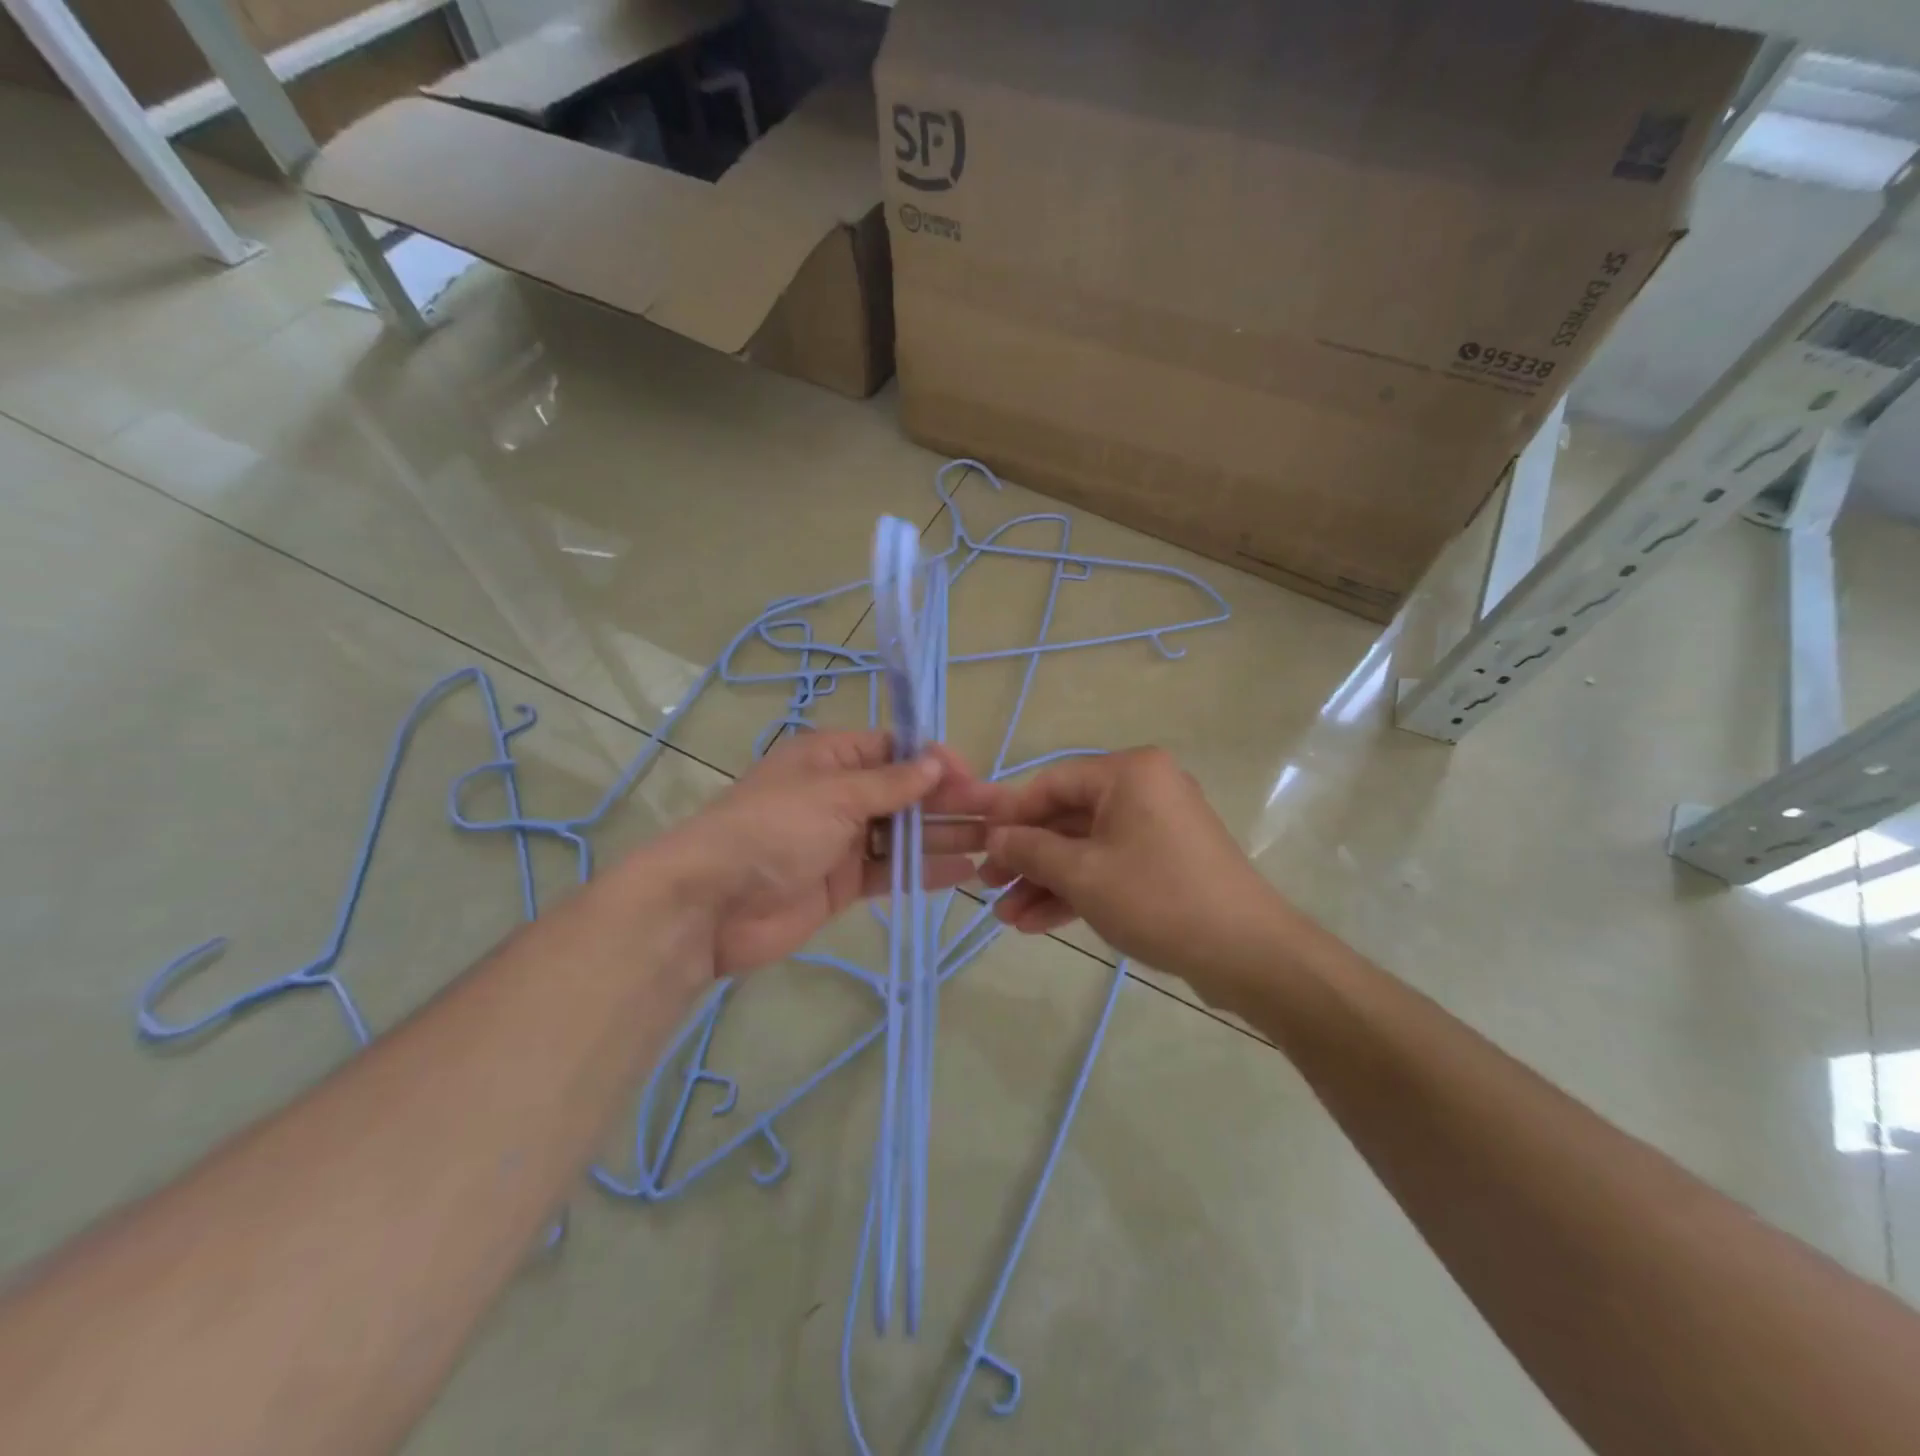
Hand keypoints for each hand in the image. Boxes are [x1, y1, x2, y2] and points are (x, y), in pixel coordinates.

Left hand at [664, 731, 1003, 977]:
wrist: (712, 905)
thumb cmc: (772, 830)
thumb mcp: (833, 795)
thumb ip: (889, 784)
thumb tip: (934, 762)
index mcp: (830, 759)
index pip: (893, 750)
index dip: (934, 761)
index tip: (972, 776)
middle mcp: (839, 795)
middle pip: (905, 793)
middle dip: (950, 800)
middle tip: (1000, 811)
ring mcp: (842, 841)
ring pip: (904, 834)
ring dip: (946, 835)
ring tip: (994, 842)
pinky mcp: (843, 883)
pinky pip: (891, 872)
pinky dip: (924, 871)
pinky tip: (963, 872)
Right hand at [979, 748, 1285, 1002]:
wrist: (1249, 954)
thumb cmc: (1158, 898)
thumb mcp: (1083, 874)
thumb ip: (1031, 850)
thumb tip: (994, 836)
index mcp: (1129, 772)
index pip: (1052, 784)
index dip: (1010, 816)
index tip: (978, 847)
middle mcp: (1145, 788)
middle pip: (1068, 818)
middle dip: (1027, 858)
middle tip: (988, 888)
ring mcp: (1158, 827)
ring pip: (1087, 848)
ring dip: (1046, 882)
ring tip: (1006, 918)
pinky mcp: (1166, 861)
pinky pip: (1110, 866)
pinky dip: (1078, 891)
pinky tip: (1038, 923)